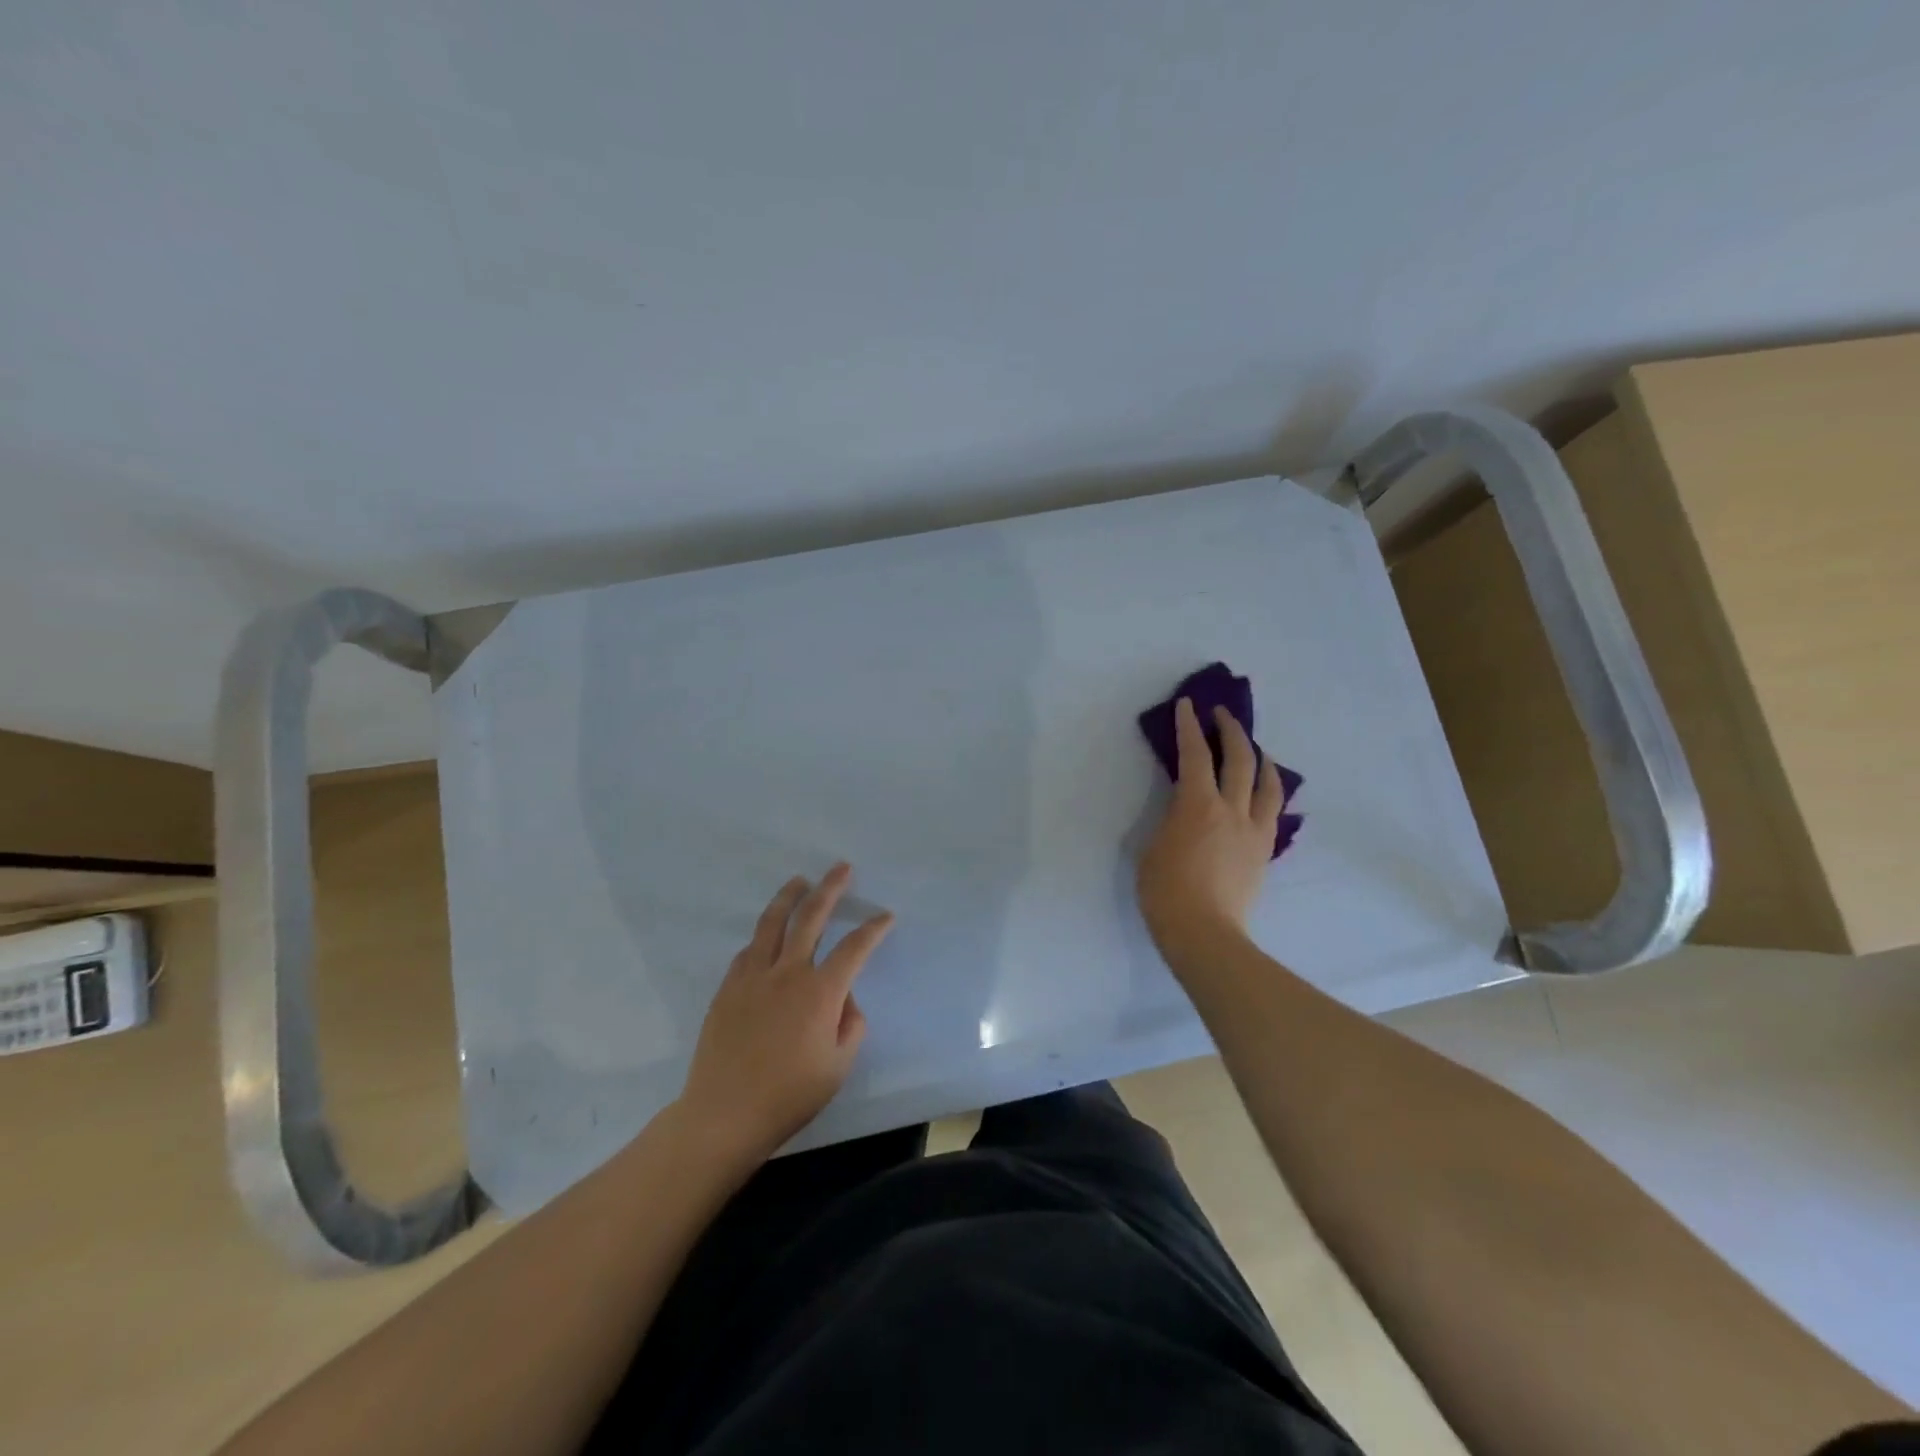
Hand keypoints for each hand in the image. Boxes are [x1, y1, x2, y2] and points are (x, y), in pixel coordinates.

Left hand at [677, 864, 892, 1165]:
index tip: (886, 916)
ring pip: (772, 923)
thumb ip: (851, 1025)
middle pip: (811, 917)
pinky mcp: (728, 989)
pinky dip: (763, 937)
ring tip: (800, 881)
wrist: (724, 1114)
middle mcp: (787, 973)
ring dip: (789, 897)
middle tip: (842, 868)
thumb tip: (844, 999)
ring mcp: (753, 977)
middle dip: (830, 888)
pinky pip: (749, 951)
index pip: (854, 948)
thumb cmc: (789, 1095)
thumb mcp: (838, 1067)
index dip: (873, 929)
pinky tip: (767, 938)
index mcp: (820, 992)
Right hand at [1137, 698, 1285, 957]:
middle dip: (1230, 731)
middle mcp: (1232, 810)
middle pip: (1239, 759)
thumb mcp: (1153, 846)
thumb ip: (1171, 819)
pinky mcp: (1264, 851)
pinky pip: (1273, 811)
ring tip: (1254, 748)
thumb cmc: (1165, 891)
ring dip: (1260, 757)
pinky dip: (1269, 791)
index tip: (1188, 705)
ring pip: (1268, 783)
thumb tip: (1184, 808)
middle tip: (1221, 714)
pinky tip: (1264, 791)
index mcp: (1198, 805)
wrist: (1204, 933)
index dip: (1189, 727)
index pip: (1195, 755)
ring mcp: (1255, 831)